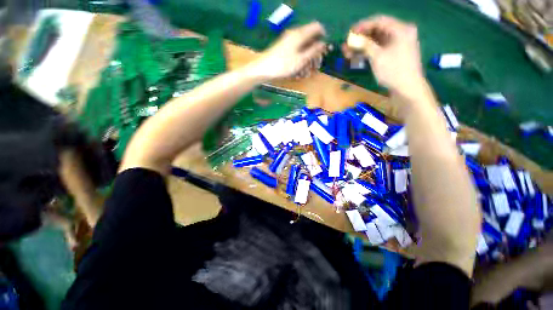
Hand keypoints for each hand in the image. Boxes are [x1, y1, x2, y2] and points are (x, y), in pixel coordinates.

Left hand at [247, 22, 327, 79]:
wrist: (264, 69)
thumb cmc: (283, 65)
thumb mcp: (301, 60)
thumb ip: (313, 51)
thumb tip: (324, 44)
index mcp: (300, 34)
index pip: (317, 27)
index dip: (323, 36)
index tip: (325, 50)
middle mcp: (295, 35)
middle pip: (311, 40)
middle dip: (315, 54)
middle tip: (316, 67)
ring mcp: (289, 43)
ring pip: (303, 49)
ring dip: (306, 62)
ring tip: (305, 75)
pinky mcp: (284, 50)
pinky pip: (296, 54)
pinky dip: (299, 63)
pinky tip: (298, 74)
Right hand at [343, 16, 423, 95]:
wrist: (407, 88)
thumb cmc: (394, 71)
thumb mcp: (378, 57)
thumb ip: (365, 45)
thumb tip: (354, 39)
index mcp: (401, 29)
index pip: (379, 21)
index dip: (363, 26)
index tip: (350, 32)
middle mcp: (400, 33)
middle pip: (378, 31)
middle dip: (361, 37)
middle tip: (347, 44)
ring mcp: (398, 44)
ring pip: (377, 41)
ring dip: (362, 46)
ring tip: (348, 52)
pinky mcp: (394, 54)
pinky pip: (379, 48)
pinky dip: (368, 52)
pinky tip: (357, 56)